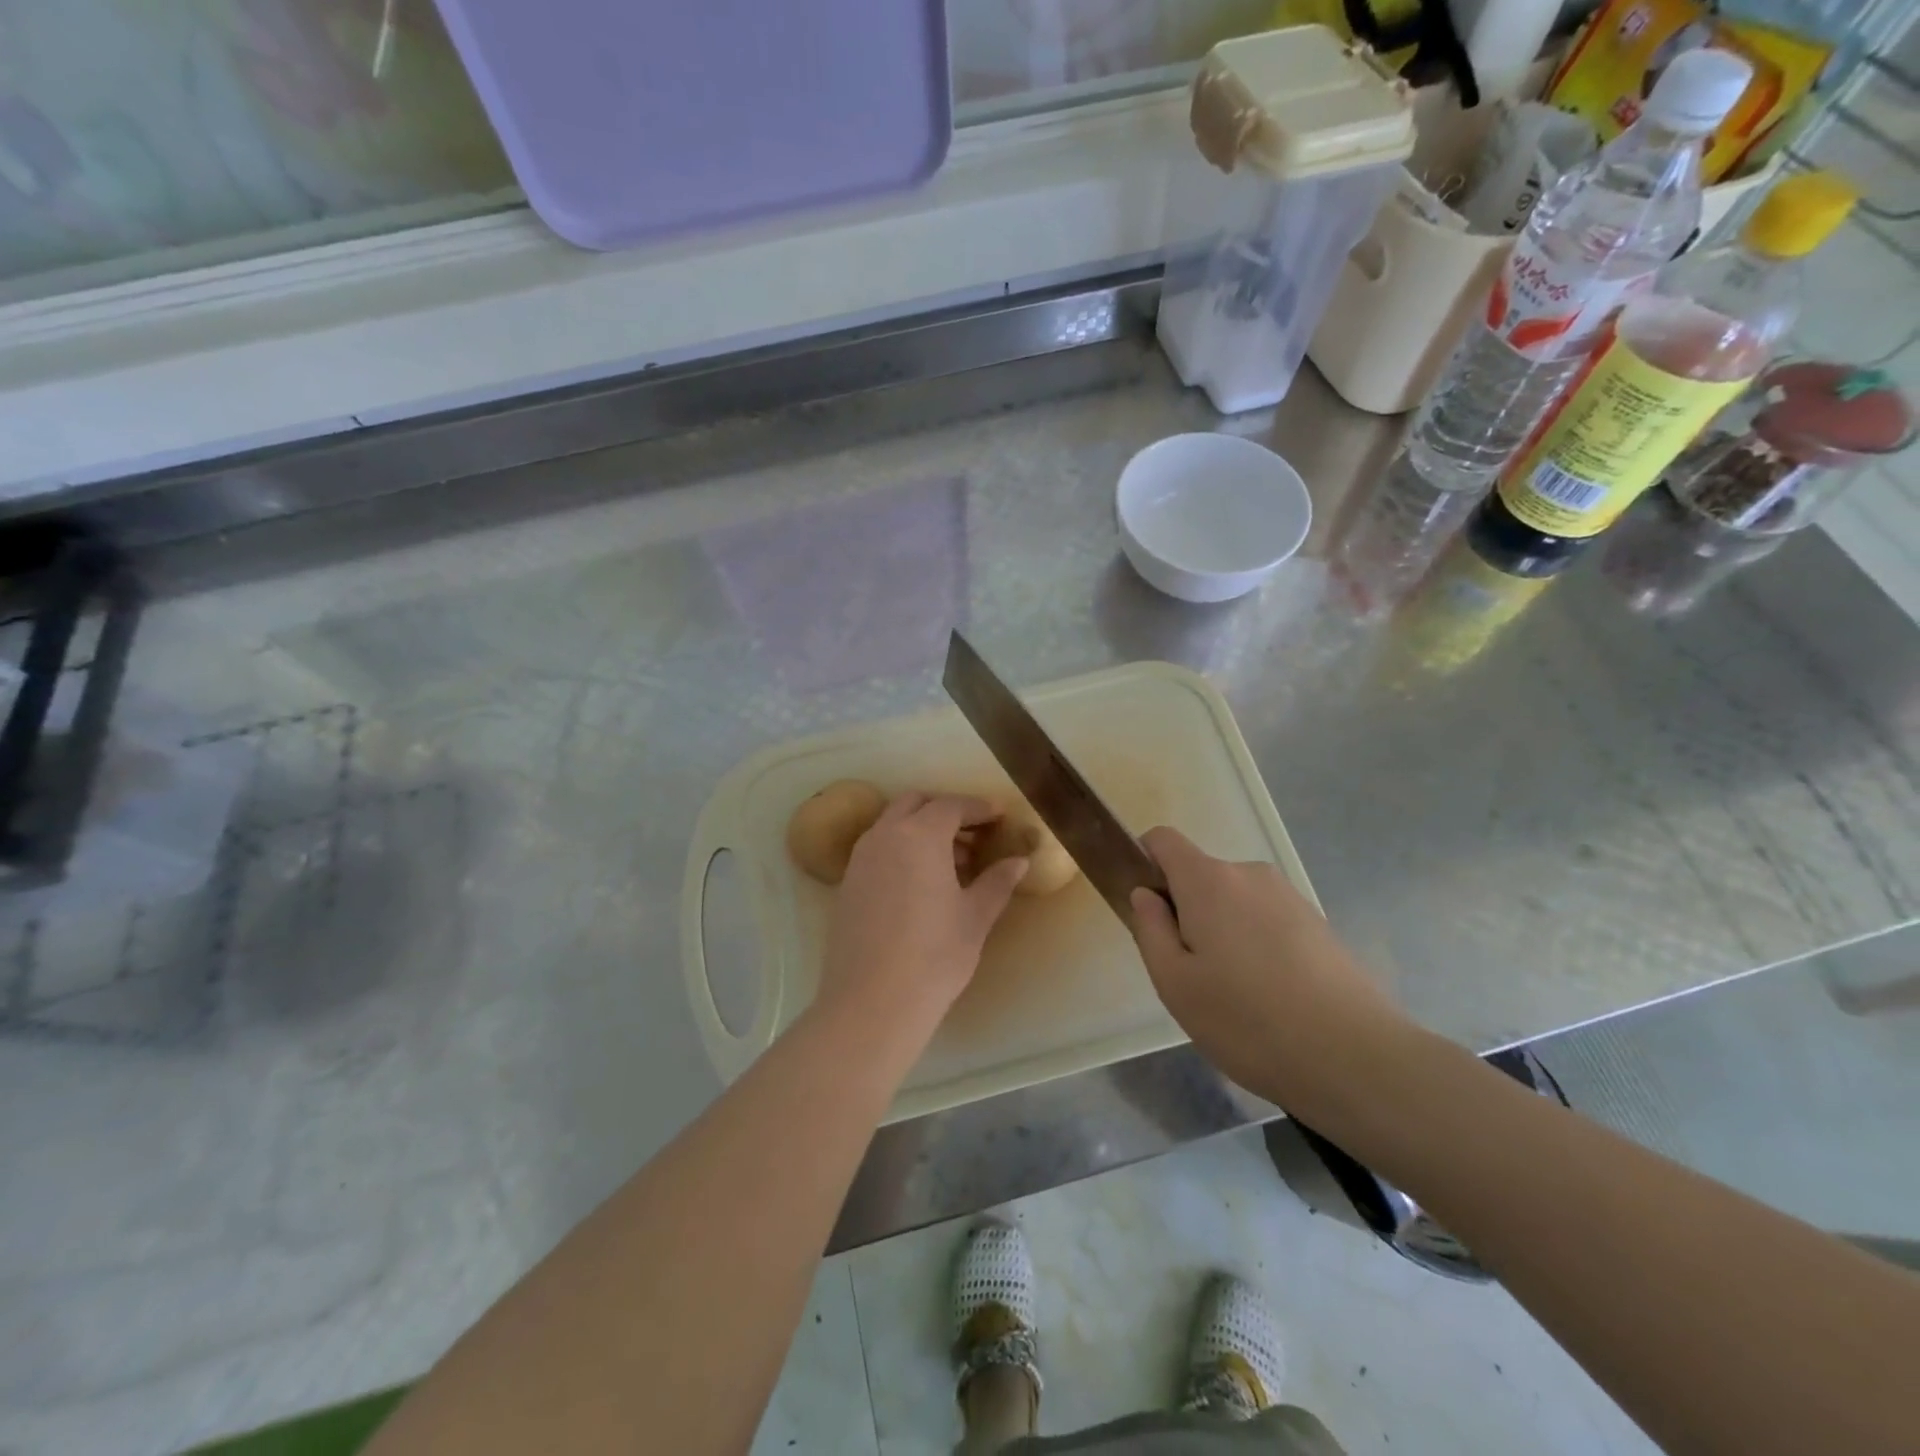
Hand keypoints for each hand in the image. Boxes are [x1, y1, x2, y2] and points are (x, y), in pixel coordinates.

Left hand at [815, 792, 1027, 1041]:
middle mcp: (885, 836)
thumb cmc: (934, 955)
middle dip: (945, 810)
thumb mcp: (975, 917)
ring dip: (921, 829)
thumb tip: (1019, 861)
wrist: (872, 1002)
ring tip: (953, 861)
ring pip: (893, 825)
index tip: (999, 815)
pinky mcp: (848, 883)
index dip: (978, 807)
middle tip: (974, 833)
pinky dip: (902, 848)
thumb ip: (997, 881)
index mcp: (920, 835)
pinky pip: (879, 848)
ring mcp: (861, 858)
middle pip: (916, 804)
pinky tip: (921, 882)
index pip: (951, 805)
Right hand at [1129, 827, 1411, 1114]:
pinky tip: (1270, 996)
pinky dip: (1255, 944)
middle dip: (1185, 911)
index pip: (1163, 840)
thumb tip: (1145, 894)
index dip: (1144, 862)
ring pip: (1234, 901)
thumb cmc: (1247, 1020)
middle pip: (1200, 876)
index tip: (1146, 909)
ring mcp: (1289, 897)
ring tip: (1234, 993)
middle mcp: (1250, 875)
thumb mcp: (1175, 984)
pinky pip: (1266, 920)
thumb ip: (1150, 929)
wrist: (1355, 1058)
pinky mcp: (1317, 923)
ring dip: (1222, 931)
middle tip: (1190, 972)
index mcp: (1208, 881)